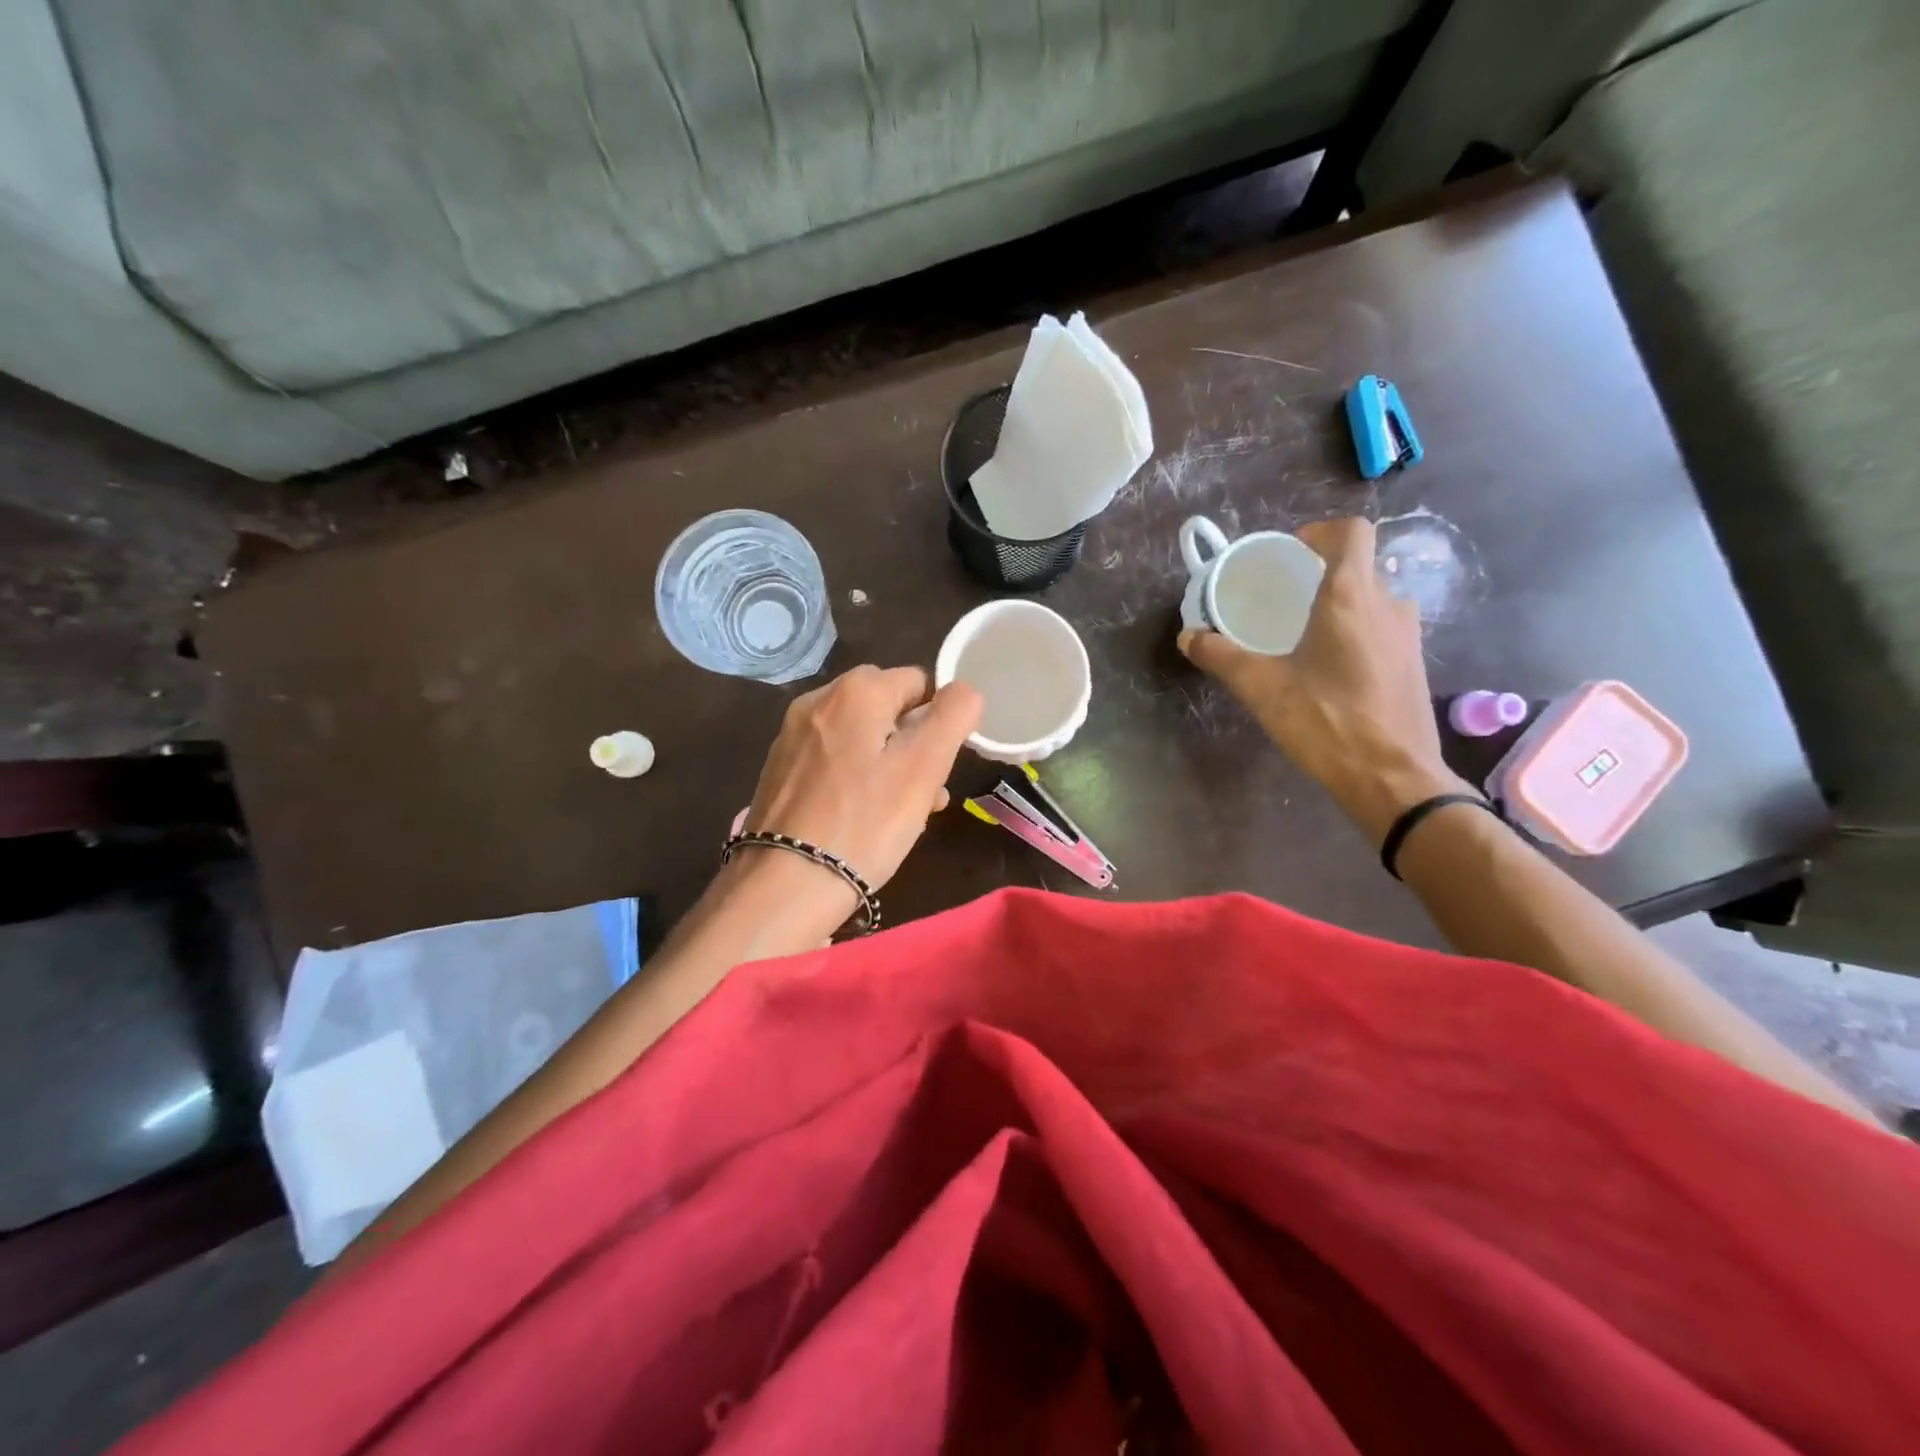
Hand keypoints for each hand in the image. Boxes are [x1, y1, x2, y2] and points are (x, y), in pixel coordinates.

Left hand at [734, 665, 983, 921]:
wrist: (785, 885)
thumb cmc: (865, 823)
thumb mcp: (924, 767)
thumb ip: (953, 716)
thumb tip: (965, 690)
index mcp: (856, 690)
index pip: (919, 682)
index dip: (939, 721)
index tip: (941, 767)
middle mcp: (818, 699)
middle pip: (887, 709)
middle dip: (914, 744)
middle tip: (926, 793)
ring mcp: (793, 734)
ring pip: (861, 736)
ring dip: (889, 764)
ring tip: (902, 813)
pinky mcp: (779, 767)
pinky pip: (833, 759)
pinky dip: (855, 778)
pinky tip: (862, 817)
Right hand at [1180, 516, 1473, 842]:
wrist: (1393, 779)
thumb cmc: (1327, 722)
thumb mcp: (1262, 689)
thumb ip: (1222, 656)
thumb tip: (1189, 636)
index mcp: (1351, 597)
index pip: (1350, 532)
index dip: (1320, 533)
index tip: (1290, 555)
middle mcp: (1387, 604)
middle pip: (1358, 566)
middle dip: (1320, 574)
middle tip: (1283, 599)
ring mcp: (1407, 634)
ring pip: (1370, 599)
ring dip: (1338, 605)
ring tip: (1301, 634)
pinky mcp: (1414, 662)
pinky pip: (1380, 627)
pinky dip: (1354, 630)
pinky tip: (1328, 667)